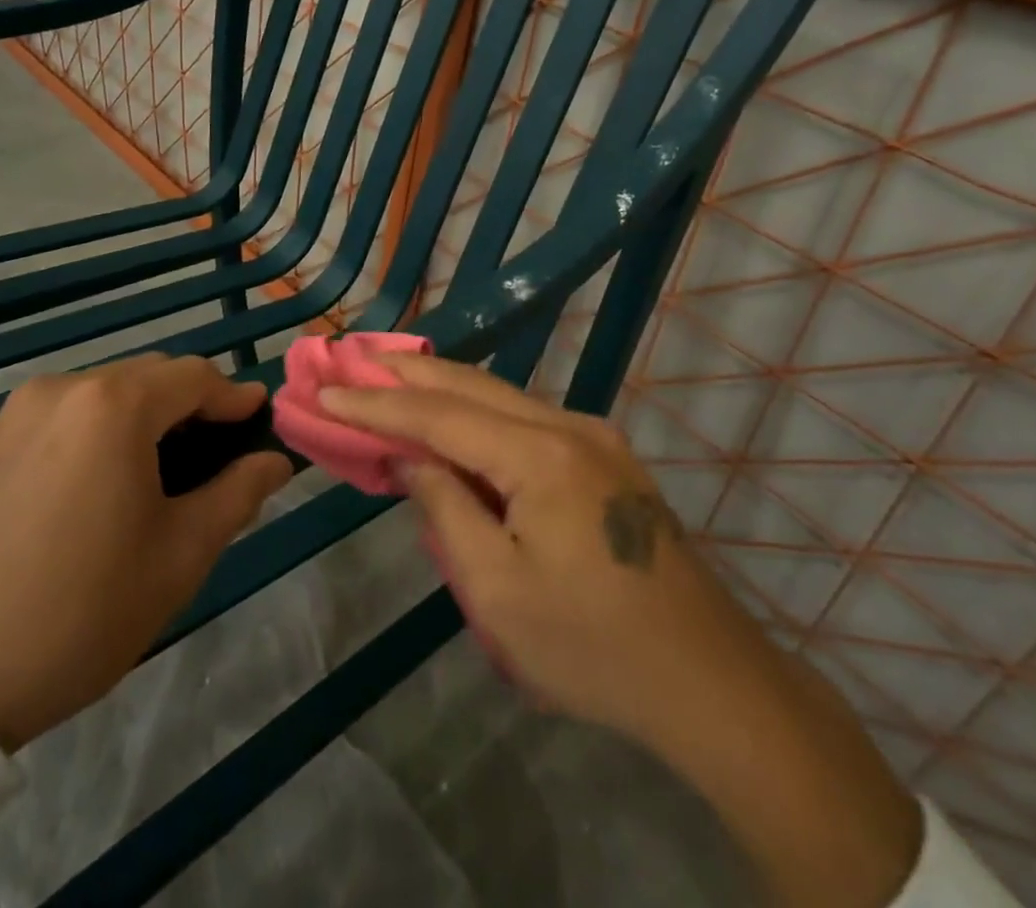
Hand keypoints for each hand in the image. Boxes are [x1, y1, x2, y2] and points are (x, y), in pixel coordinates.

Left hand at [0, 354, 291, 752]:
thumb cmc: (80, 612)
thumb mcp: (180, 555)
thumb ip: (238, 493)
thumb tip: (273, 460)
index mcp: (114, 405)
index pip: (196, 376)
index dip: (234, 398)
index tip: (259, 425)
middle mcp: (64, 388)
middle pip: (151, 377)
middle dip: (192, 406)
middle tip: (217, 458)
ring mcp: (18, 412)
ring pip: (108, 394)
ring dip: (148, 418)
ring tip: (164, 474)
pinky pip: (68, 415)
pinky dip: (103, 431)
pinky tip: (107, 484)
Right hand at [321, 354, 921, 907]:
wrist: (709, 682)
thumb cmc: (592, 647)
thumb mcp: (497, 590)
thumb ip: (446, 509)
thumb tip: (411, 459)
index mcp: (542, 455)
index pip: (440, 416)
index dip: (378, 403)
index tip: (326, 388)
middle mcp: (570, 426)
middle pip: (473, 386)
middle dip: (407, 373)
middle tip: (352, 354)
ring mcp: (595, 437)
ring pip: (502, 396)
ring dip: (443, 387)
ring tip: (389, 374)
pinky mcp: (606, 458)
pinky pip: (526, 420)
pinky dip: (478, 413)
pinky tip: (453, 416)